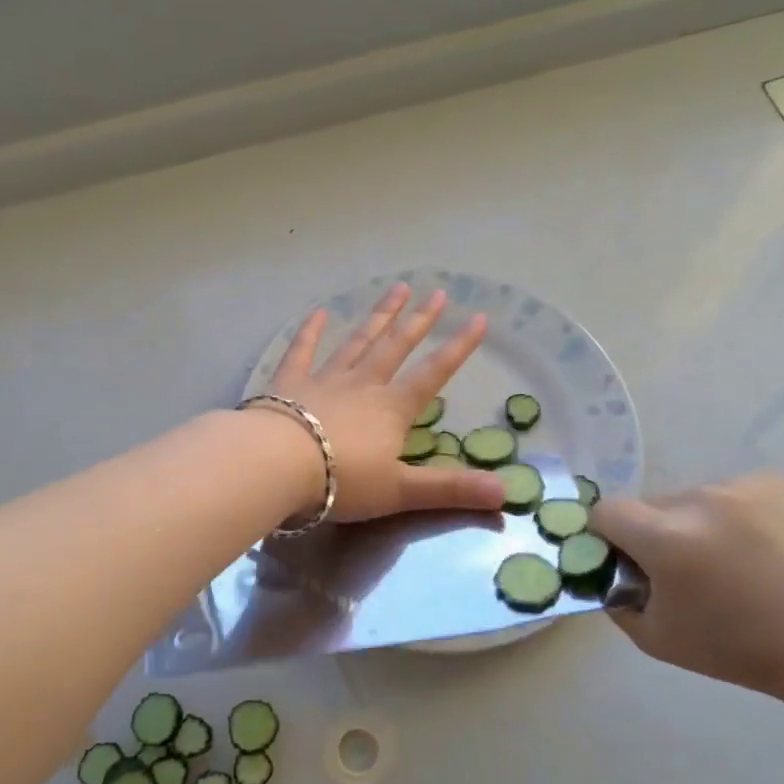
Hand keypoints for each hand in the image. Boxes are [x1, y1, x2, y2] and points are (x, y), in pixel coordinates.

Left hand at [263, 283, 507, 523]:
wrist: (277, 465)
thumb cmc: (342, 481)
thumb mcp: (401, 491)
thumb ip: (451, 489)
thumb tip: (507, 494)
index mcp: (392, 409)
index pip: (433, 374)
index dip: (458, 348)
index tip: (478, 318)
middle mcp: (364, 384)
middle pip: (396, 347)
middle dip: (419, 321)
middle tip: (437, 293)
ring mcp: (326, 378)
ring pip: (358, 341)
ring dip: (379, 316)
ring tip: (397, 289)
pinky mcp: (291, 382)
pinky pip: (303, 350)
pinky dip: (311, 331)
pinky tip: (320, 312)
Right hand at [589, 474, 783, 702]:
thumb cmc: (744, 650)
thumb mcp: (659, 640)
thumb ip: (620, 603)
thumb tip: (611, 575)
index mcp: (666, 538)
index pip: (606, 512)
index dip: (607, 536)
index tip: (627, 562)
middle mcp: (699, 500)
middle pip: (650, 505)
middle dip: (654, 533)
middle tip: (684, 571)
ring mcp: (741, 487)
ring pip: (693, 498)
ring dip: (695, 522)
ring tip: (733, 561)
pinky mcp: (777, 484)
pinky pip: (733, 492)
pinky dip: (735, 514)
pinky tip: (763, 548)